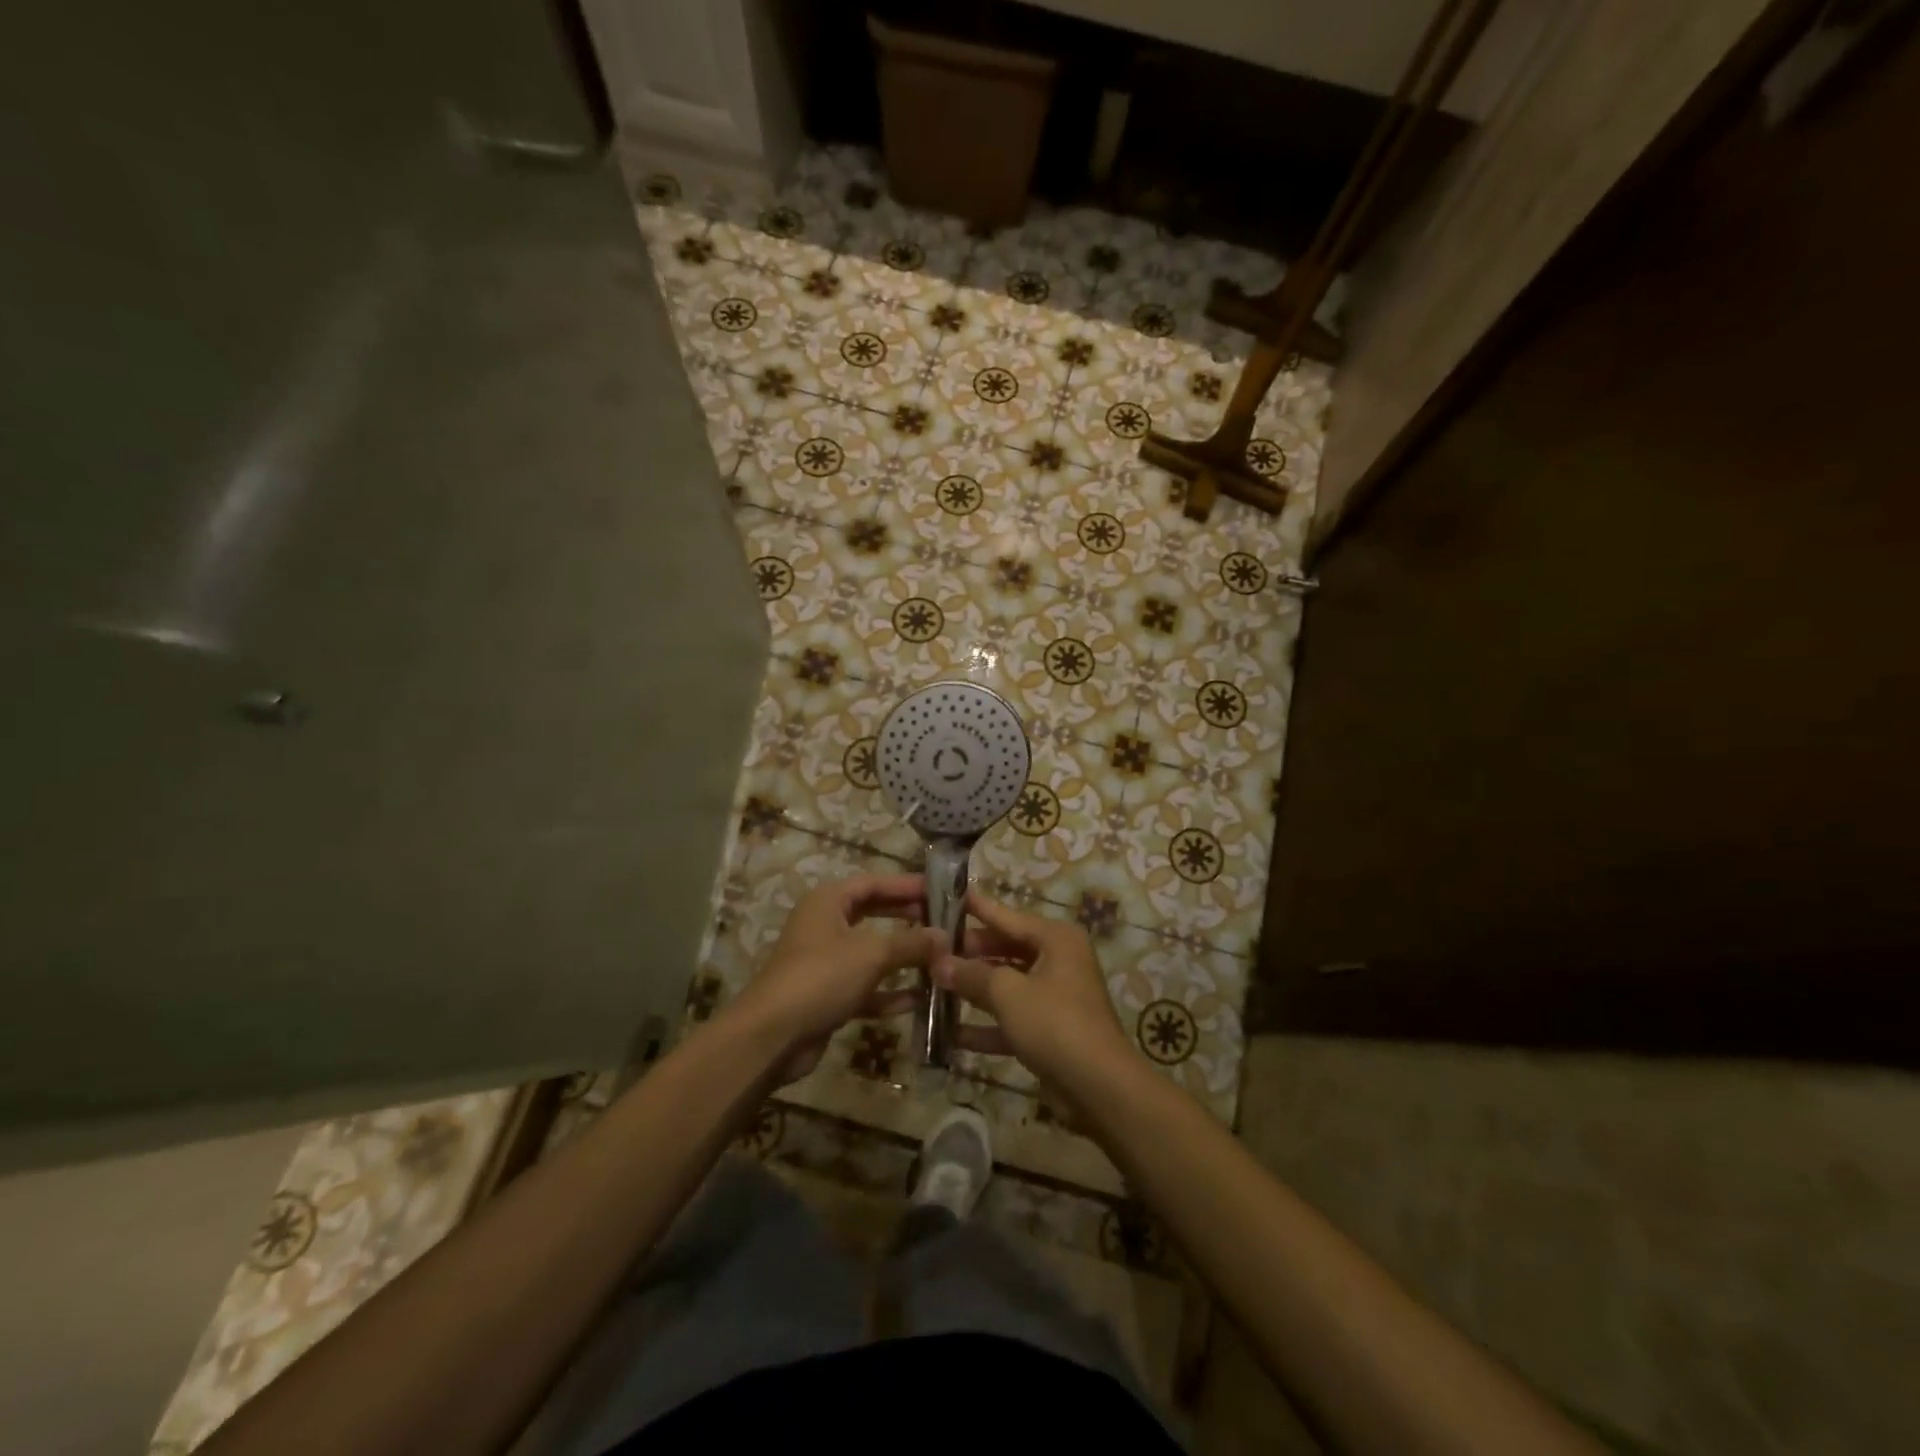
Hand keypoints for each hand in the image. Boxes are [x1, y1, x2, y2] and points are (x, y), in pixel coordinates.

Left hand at [730, 873, 942, 1082]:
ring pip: (870, 953)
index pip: (873, 882)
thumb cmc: (822, 977)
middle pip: (872, 914)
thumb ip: (911, 943)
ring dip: (902, 957)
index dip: (906, 885)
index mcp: (828, 901)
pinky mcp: (827, 996)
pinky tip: (918, 999)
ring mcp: (824, 962)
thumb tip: (945, 936)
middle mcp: (824, 925)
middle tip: (943, 922)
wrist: (772, 1036)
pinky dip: (888, 992)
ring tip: (938, 959)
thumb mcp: (872, 953)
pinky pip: (865, 987)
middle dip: (907, 918)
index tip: (940, 891)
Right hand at [933, 891, 1132, 1090]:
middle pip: (1005, 949)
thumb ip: (972, 975)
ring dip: (973, 990)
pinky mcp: (1049, 1030)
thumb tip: (939, 962)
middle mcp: (1058, 960)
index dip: (976, 908)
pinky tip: (950, 1034)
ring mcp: (1055, 997)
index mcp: (1056, 939)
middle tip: (930, 949)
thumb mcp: (1008, 993)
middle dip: (969, 954)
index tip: (947, 896)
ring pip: (1007, 984)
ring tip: (931, 985)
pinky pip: (1012, 1018)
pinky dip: (986, 1025)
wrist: (1099, 1087)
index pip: (1007, 916)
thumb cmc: (1054, 1023)